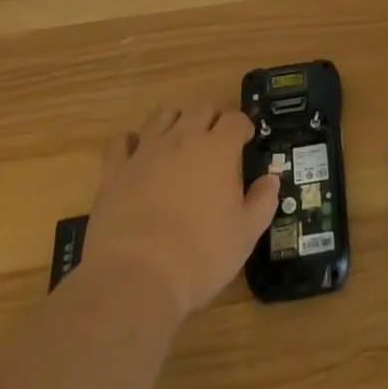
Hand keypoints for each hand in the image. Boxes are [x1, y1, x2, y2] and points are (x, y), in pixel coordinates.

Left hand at [81, 106, 279, 315]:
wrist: (136, 279)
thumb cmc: (200, 257)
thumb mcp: (246, 234)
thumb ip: (263, 200)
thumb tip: (272, 178)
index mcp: (218, 149)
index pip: (236, 119)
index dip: (242, 127)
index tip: (245, 141)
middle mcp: (183, 138)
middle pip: (201, 109)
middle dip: (211, 120)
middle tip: (214, 144)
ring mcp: (146, 151)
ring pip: (162, 115)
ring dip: (175, 122)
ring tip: (178, 143)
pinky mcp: (115, 170)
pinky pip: (121, 142)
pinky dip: (130, 143)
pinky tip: (136, 156)